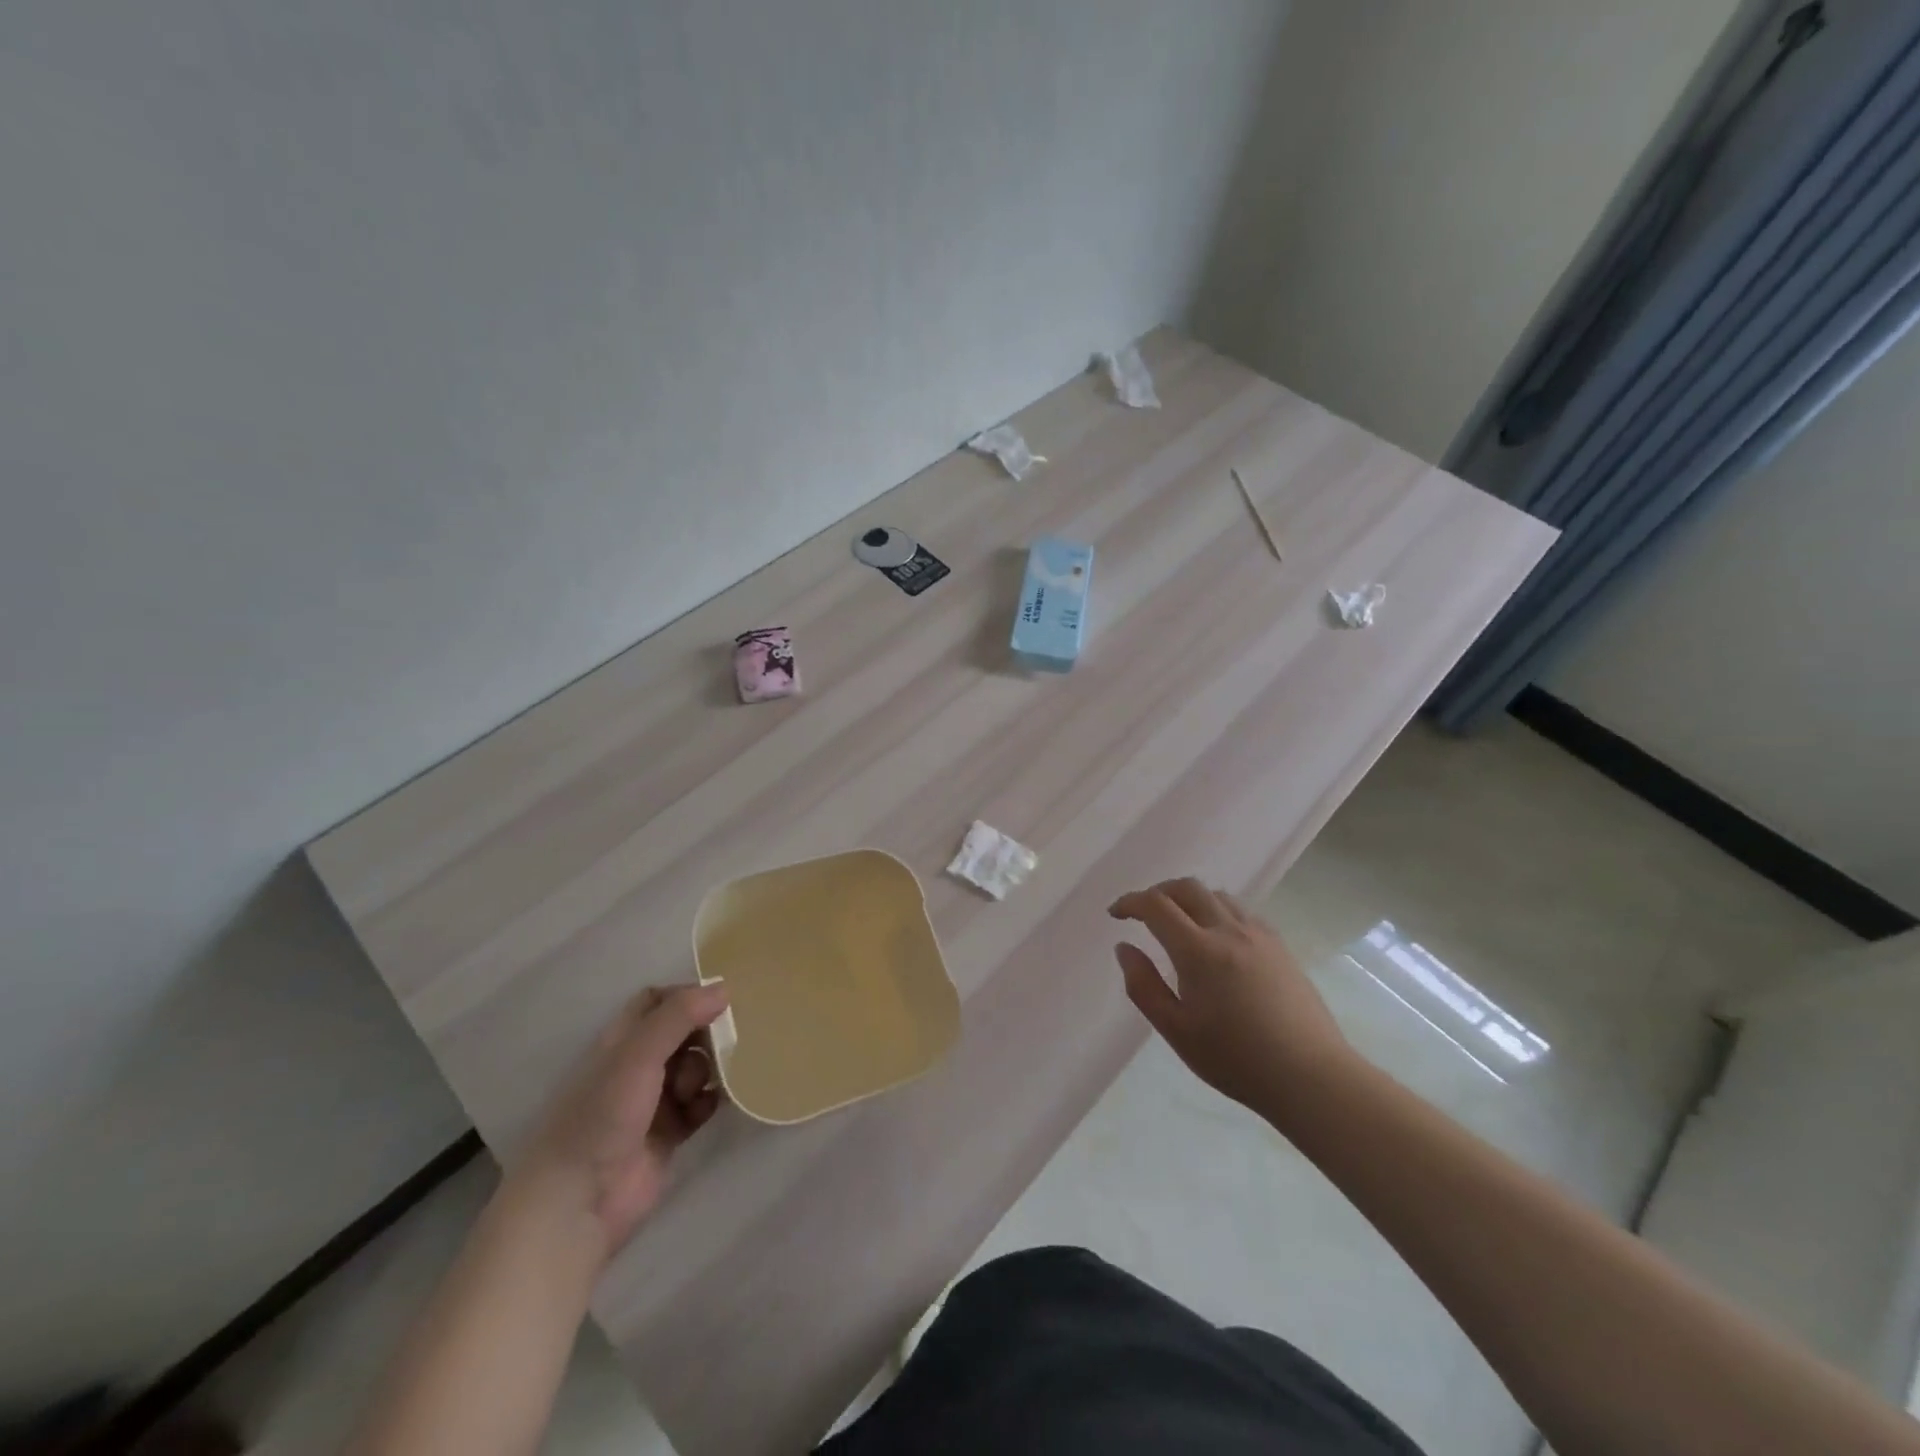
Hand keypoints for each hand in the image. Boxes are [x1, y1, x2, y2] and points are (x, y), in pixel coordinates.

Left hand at [514, 983, 729, 1258]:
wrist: (578, 1201)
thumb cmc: (602, 1116)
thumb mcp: (638, 1055)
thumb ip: (679, 1016)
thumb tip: (723, 988)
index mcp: (622, 1041)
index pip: (657, 1001)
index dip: (686, 996)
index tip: (719, 1001)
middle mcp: (638, 1066)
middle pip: (683, 1033)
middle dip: (706, 1035)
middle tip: (724, 1044)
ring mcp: (654, 1101)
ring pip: (695, 1068)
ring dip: (709, 1070)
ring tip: (702, 1087)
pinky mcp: (669, 1133)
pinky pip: (701, 1105)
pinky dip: (710, 1102)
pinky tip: (712, 1107)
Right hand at [1110, 879, 1350, 1116]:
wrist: (1310, 1076)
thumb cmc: (1236, 1060)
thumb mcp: (1176, 1031)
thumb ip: (1143, 986)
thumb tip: (1124, 948)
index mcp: (1198, 951)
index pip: (1156, 905)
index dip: (1130, 902)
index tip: (1116, 914)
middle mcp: (1228, 931)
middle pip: (1187, 888)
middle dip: (1158, 892)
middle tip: (1143, 913)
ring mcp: (1259, 935)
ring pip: (1216, 895)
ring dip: (1189, 898)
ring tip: (1179, 923)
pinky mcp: (1280, 945)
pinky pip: (1241, 911)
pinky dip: (1217, 910)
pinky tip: (1217, 937)